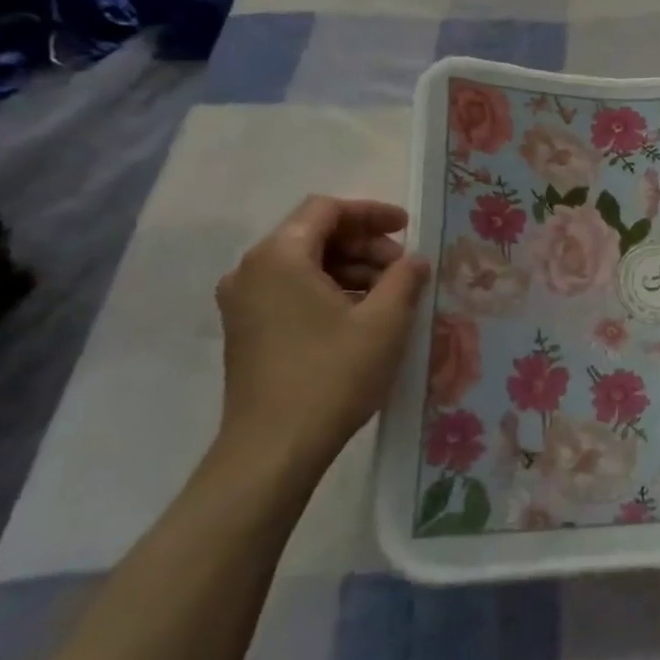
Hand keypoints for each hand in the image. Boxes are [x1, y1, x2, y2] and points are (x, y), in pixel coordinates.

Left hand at [215, 196, 428, 478]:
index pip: (327, 209)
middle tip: (404, 269)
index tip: (408, 228)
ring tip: (389, 296)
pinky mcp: (247, 330)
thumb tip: (415, 260)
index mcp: (279, 256)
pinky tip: (361, 316)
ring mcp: (244, 302)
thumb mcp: (384, 322)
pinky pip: (292, 290)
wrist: (272, 449)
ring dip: (350, 269)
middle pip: (314, 234)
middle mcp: (252, 270)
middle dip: (364, 244)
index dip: (372, 213)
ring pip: (304, 264)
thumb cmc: (331, 376)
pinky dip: (329, 291)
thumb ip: (405, 278)